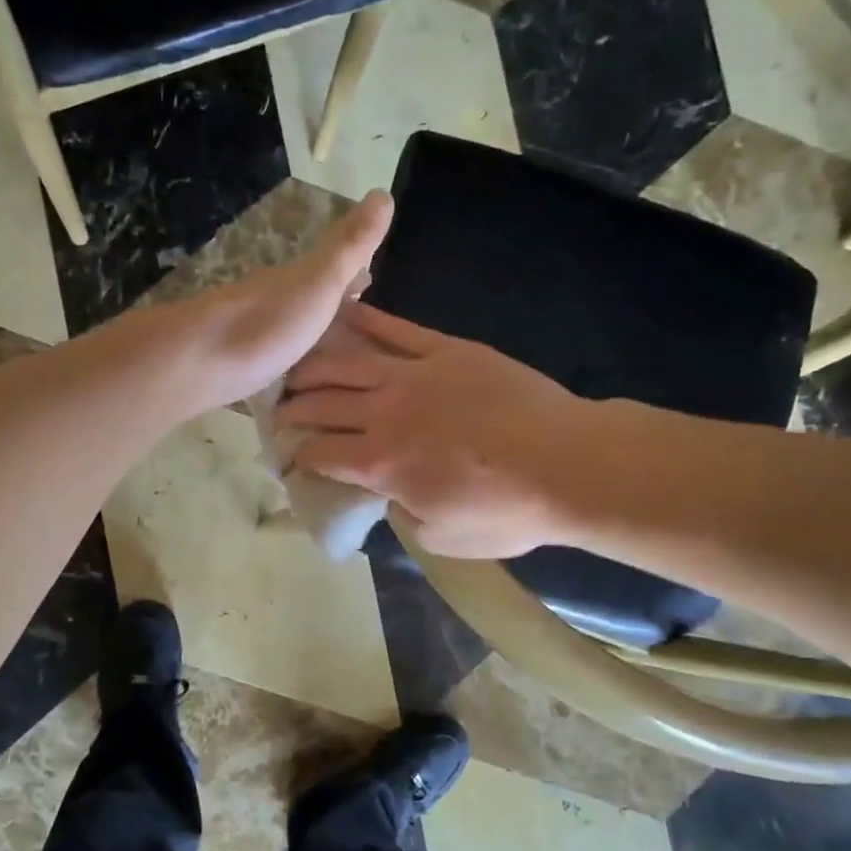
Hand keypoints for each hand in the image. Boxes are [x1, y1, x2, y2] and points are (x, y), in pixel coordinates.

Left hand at [147, 192, 393, 414]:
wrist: (196, 362)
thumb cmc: (266, 324)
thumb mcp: (319, 281)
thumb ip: (349, 246)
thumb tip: (383, 192)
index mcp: (295, 282)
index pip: (331, 270)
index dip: (353, 273)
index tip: (372, 281)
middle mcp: (271, 302)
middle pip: (307, 301)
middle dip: (331, 309)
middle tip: (358, 329)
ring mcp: (248, 335)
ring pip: (287, 331)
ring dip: (307, 338)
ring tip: (331, 360)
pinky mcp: (232, 368)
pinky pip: (268, 362)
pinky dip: (284, 365)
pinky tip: (289, 382)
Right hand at [276, 304, 588, 557]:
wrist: (570, 465)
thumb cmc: (508, 511)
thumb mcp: (442, 538)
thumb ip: (403, 514)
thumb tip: (391, 493)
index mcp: (380, 464)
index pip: (320, 453)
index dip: (298, 455)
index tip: (291, 456)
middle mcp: (384, 414)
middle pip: (322, 404)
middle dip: (294, 409)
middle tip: (280, 411)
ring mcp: (414, 375)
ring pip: (346, 363)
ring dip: (313, 366)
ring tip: (295, 368)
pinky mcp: (446, 350)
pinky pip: (396, 330)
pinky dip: (364, 320)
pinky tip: (340, 312)